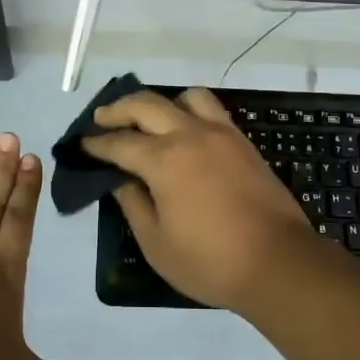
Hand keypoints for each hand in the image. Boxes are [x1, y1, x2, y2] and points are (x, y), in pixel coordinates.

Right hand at [81, 88, 320, 311]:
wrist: (278, 262)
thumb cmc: (210, 261)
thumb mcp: (156, 243)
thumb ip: (133, 204)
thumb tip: (121, 180)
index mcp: (163, 160)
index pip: (119, 142)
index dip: (96, 143)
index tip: (81, 145)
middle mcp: (190, 134)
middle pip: (146, 104)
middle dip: (117, 110)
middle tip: (101, 120)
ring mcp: (220, 133)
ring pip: (184, 97)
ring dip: (160, 103)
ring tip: (149, 120)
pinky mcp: (242, 141)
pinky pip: (211, 109)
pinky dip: (190, 110)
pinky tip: (184, 131)